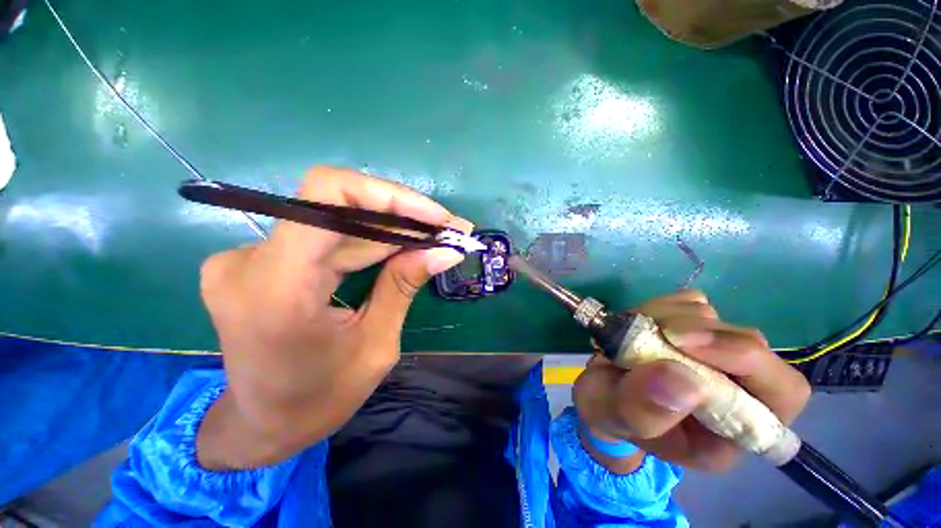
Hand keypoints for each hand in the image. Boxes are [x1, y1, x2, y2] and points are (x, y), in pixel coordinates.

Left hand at [196, 167, 470, 468]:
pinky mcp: (259, 260)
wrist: (261, 424)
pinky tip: (403, 247)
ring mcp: (248, 256)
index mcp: (278, 289)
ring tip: (436, 238)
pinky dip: (369, 239)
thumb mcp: (376, 345)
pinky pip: (326, 236)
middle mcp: (250, 260)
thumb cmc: (319, 399)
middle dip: (403, 215)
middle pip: (338, 205)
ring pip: (336, 220)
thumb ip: (404, 286)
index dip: (389, 195)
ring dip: (391, 227)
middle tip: (449, 230)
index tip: (435, 216)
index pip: (326, 195)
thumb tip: (446, 251)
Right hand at [573, 290, 810, 472]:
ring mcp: (714, 351)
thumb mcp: (614, 417)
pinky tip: (638, 322)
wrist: (598, 389)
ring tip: (631, 334)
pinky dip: (659, 306)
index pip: (783, 391)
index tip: (683, 343)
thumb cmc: (609, 413)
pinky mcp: (692, 326)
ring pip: (712, 315)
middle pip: (747, 340)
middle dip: (694, 331)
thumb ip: (643, 409)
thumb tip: (683, 379)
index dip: (745, 360)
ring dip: (667, 316)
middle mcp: (737, 386)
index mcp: (733, 427)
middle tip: (652, 333)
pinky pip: (688, 302)